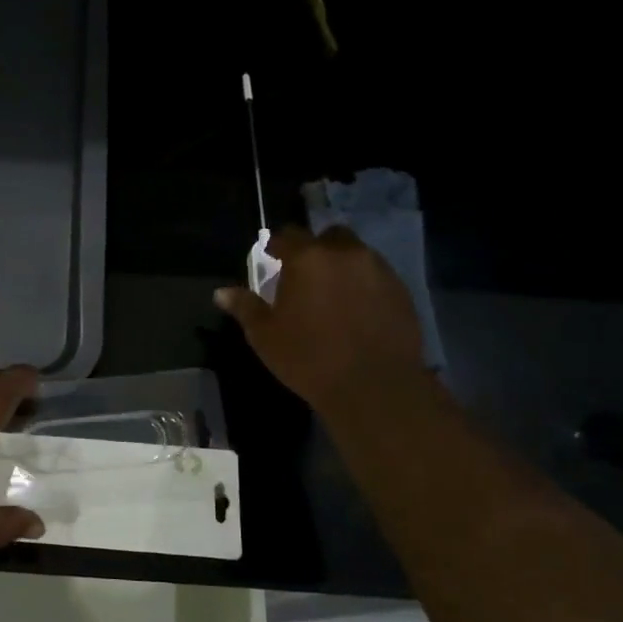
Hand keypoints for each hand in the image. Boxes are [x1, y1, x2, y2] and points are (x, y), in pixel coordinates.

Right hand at [216, 225, 423, 408]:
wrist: (374, 386)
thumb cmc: (309, 358)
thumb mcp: (265, 335)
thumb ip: (245, 308)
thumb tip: (221, 292)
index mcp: (308, 258)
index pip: (287, 235)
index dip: (277, 245)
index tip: (271, 258)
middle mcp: (345, 254)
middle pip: (328, 236)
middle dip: (316, 249)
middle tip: (305, 275)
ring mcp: (378, 270)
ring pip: (356, 254)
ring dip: (342, 265)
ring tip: (333, 294)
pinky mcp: (401, 291)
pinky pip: (377, 276)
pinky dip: (364, 285)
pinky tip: (357, 311)